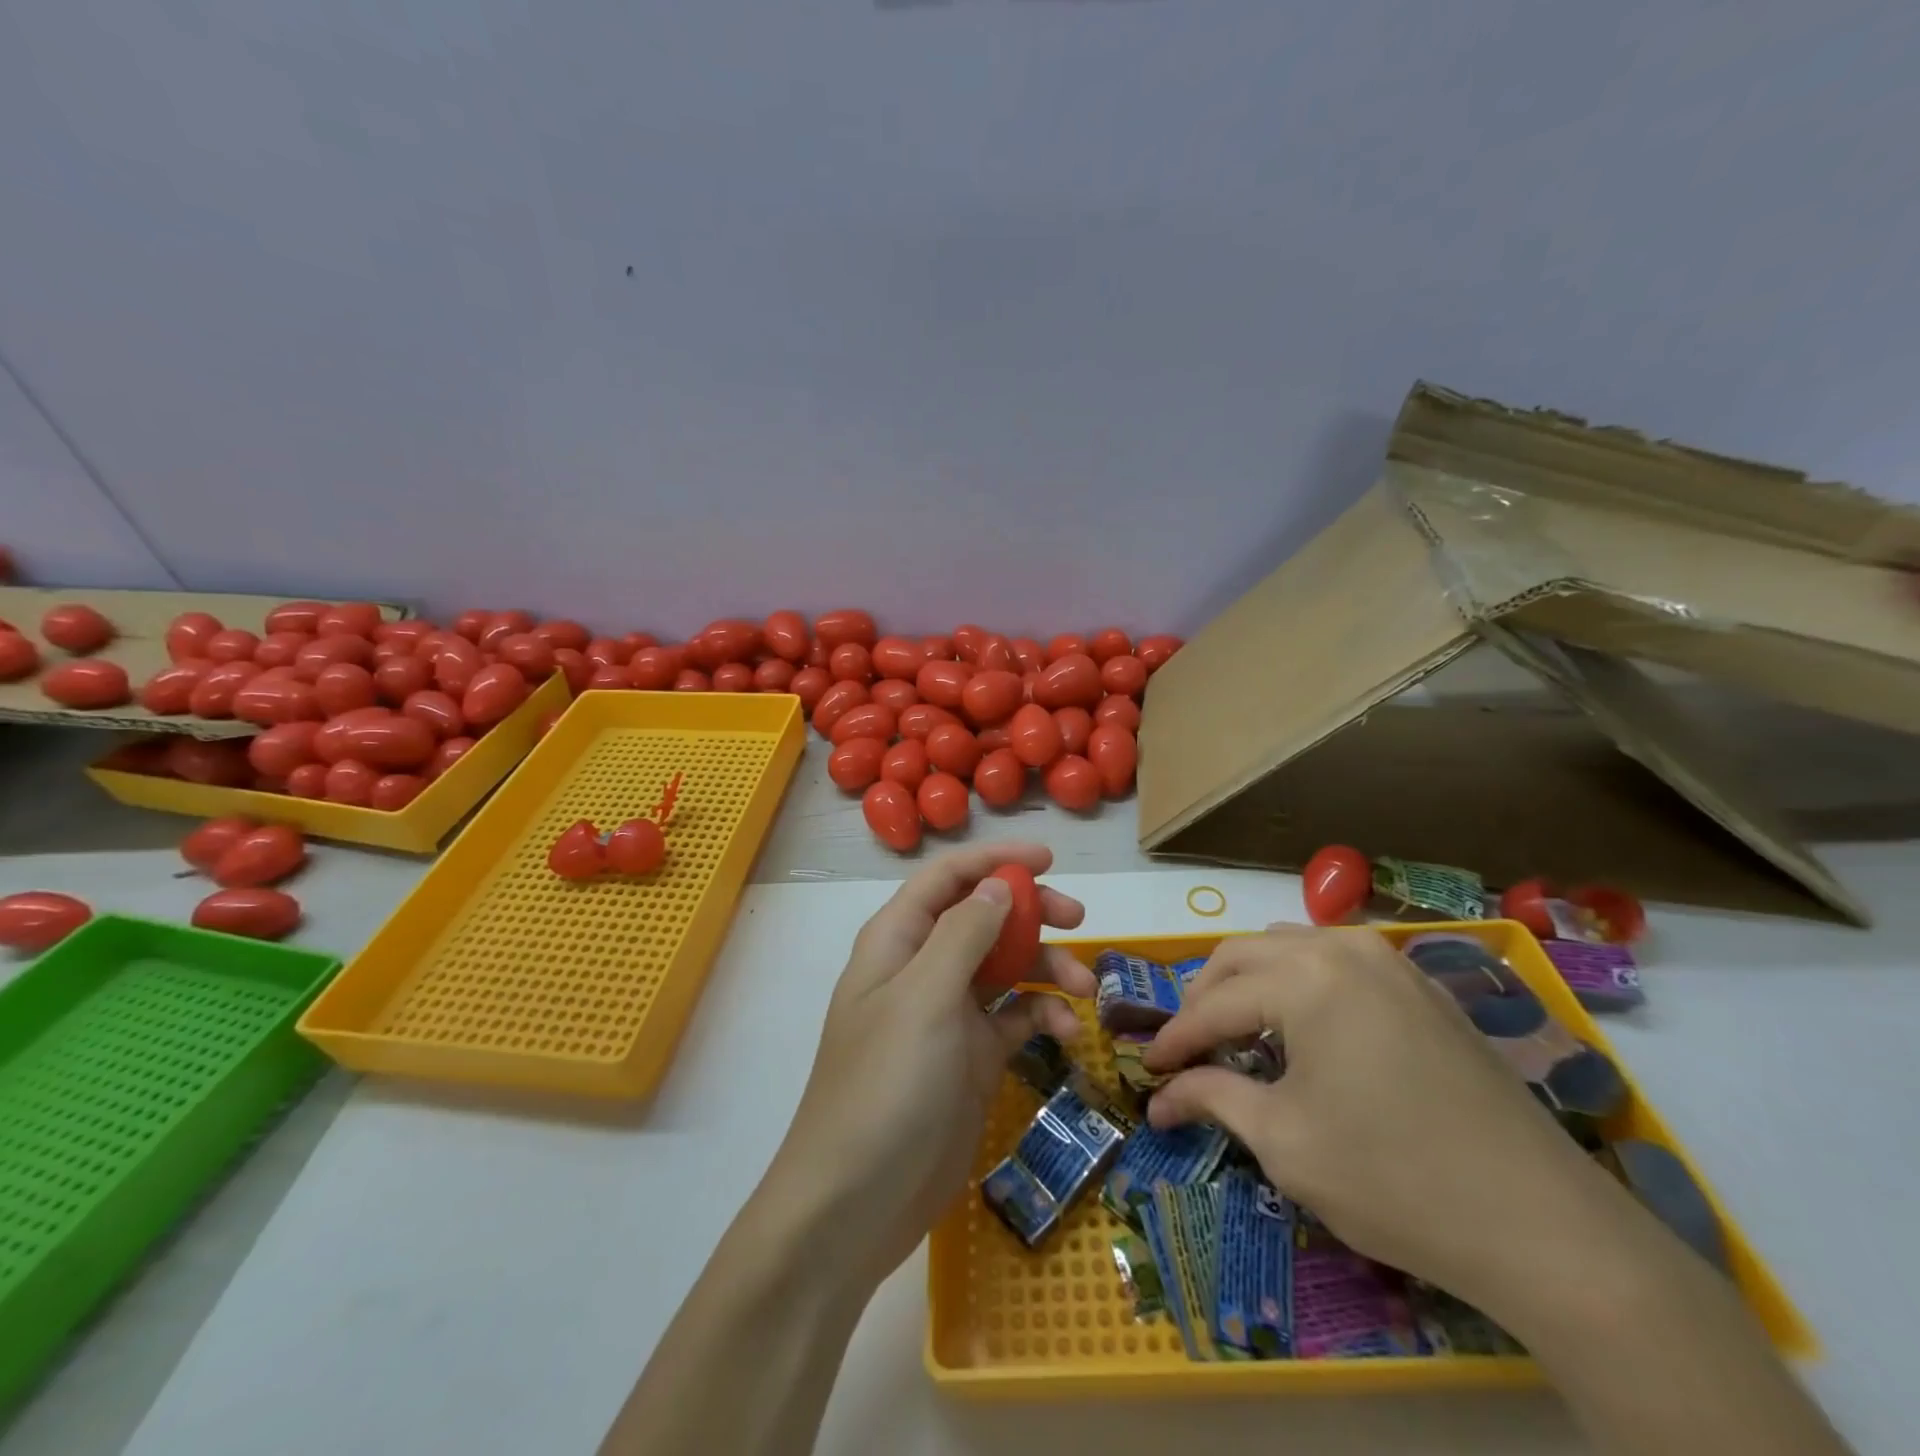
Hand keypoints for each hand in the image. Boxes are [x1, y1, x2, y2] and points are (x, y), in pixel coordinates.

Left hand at [763, 843, 1095, 1288]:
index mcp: (898, 941)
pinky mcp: (972, 1057)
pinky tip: (1068, 1035)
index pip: (947, 878)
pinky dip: (1043, 1017)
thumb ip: (964, 933)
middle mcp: (923, 968)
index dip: (994, 861)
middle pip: (983, 917)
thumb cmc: (886, 1085)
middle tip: (1077, 918)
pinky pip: (1016, 1018)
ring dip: (1046, 969)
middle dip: (1030, 912)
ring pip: (1006, 967)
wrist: (858, 1202)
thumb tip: (998, 884)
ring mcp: (948, 1014)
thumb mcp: (925, 998)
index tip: (1048, 860)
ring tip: (1085, 989)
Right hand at [1144, 925, 1623, 1313]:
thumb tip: (1158, 1099)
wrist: (1545, 1226)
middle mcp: (1343, 949)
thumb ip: (1212, 1100)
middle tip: (1189, 1047)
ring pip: (1292, 948)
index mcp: (1304, 977)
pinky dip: (1303, 983)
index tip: (1148, 1067)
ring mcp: (1391, 962)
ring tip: (1243, 1032)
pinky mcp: (1425, 987)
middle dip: (1205, 997)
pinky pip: (1340, 961)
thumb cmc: (1393, 1179)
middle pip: (1244, 955)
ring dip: (1254, 982)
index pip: (1213, 1003)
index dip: (1175, 1038)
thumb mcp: (1284, 1141)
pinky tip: (1306, 1026)